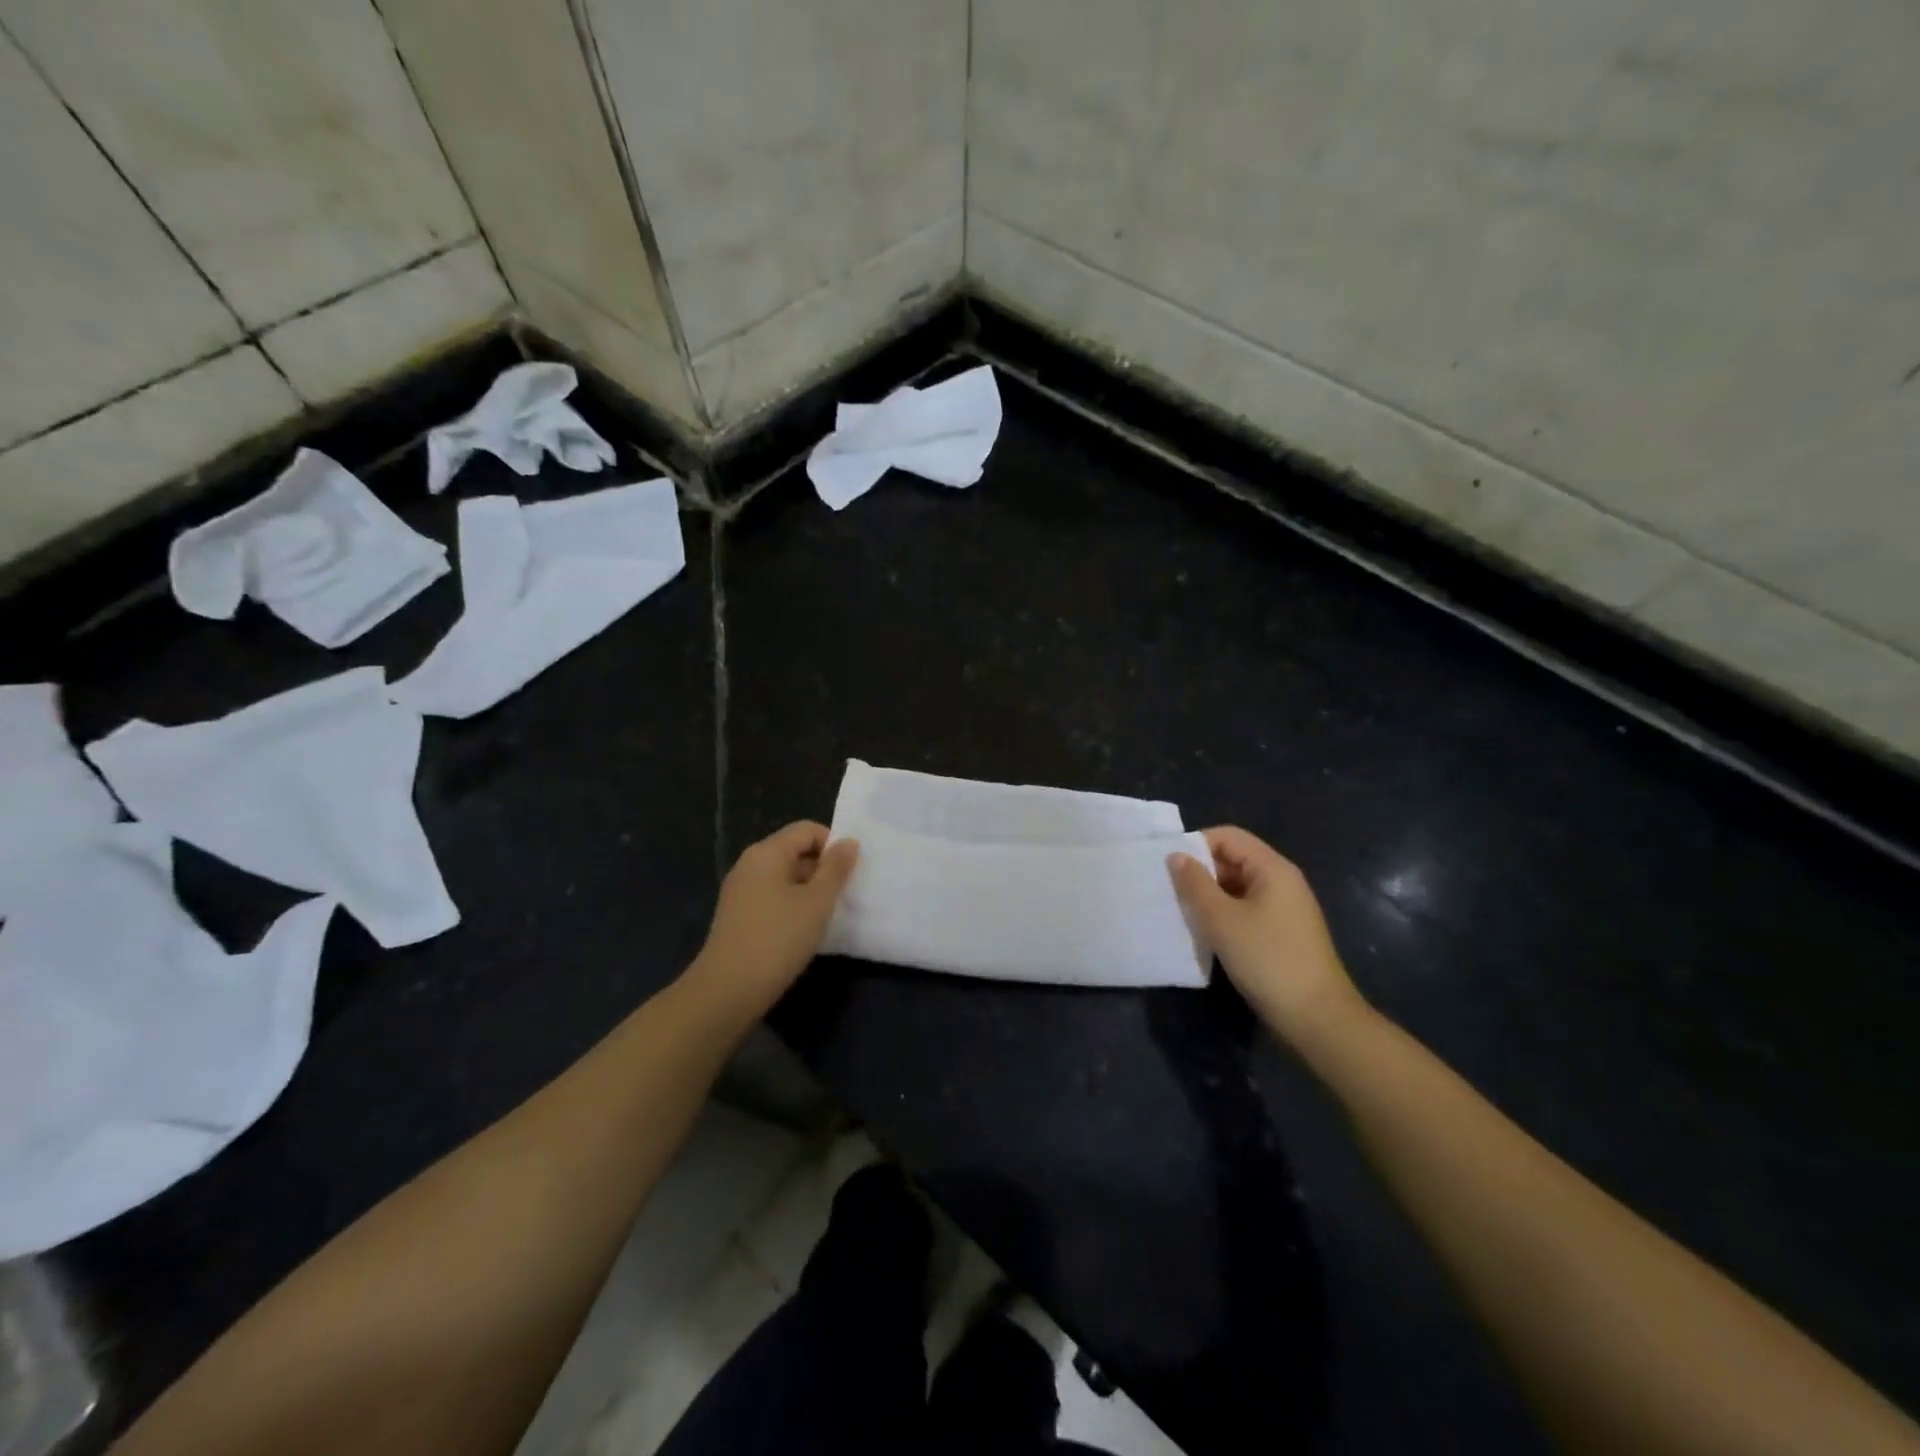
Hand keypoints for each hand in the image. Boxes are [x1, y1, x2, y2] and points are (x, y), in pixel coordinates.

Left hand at [688, 822, 859, 1022]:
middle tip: (843, 896)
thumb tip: (849, 842)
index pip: (807, 830)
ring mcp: (740, 890)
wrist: (728, 990)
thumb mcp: (817, 902)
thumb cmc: (778, 939)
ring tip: (826, 916)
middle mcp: (750, 864)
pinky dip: (792, 906)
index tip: (849, 873)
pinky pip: (772, 896)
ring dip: (809, 890)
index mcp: (767, 852)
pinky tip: (802, 931)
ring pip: (784, 876)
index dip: (833, 845)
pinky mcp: (738, 914)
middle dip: (822, 869)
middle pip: (795, 851)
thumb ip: (836, 868)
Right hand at [1168, 827, 1368, 1052]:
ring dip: (1210, 896)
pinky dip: (1224, 915)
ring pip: (1237, 887)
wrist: (1317, 1018)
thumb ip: (1195, 884)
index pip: (1227, 836)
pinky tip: (1205, 934)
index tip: (1167, 867)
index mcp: (1272, 868)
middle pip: (1233, 859)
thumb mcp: (1221, 920)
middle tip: (1168, 891)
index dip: (1195, 844)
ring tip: (1180, 912)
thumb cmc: (1267, 960)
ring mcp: (1285, 909)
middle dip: (1200, 872)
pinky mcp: (1282, 933)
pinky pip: (1246, 910)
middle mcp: (1282, 881)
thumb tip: (1176, 855)